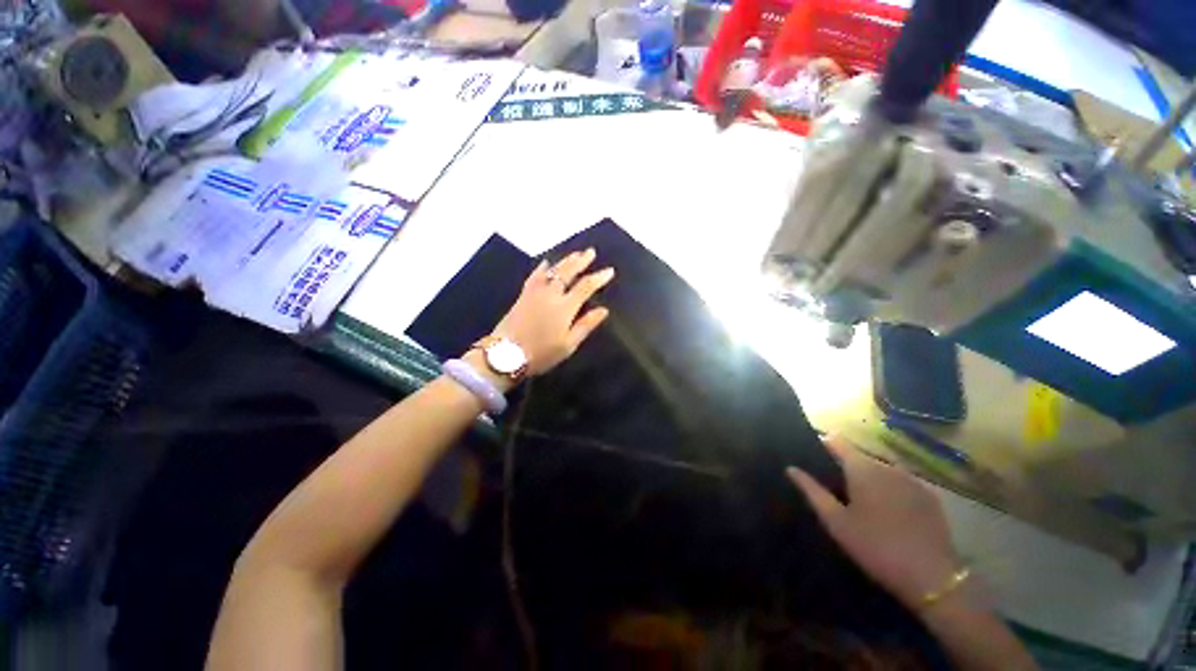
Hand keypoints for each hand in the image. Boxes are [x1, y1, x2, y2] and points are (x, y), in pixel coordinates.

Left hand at [491, 248, 614, 376]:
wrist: (506, 355)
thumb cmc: (541, 353)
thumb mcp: (568, 344)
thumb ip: (586, 325)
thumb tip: (603, 310)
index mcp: (565, 307)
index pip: (586, 286)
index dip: (599, 277)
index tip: (609, 270)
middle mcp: (551, 294)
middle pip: (568, 272)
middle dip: (581, 261)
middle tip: (590, 252)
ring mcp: (535, 292)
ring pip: (552, 270)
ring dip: (565, 260)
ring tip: (575, 254)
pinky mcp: (523, 295)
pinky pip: (535, 275)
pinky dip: (543, 267)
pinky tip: (546, 262)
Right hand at [787, 437, 959, 608]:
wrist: (933, 577)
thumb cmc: (876, 546)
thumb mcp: (836, 522)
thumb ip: (812, 491)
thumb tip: (791, 468)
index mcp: (863, 469)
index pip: (838, 442)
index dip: (824, 442)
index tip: (812, 448)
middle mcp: (888, 467)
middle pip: (861, 457)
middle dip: (847, 465)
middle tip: (835, 485)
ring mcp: (913, 481)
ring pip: (882, 470)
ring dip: (869, 477)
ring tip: (861, 498)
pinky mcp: (930, 497)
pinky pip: (902, 483)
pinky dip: (890, 489)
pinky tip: (889, 510)